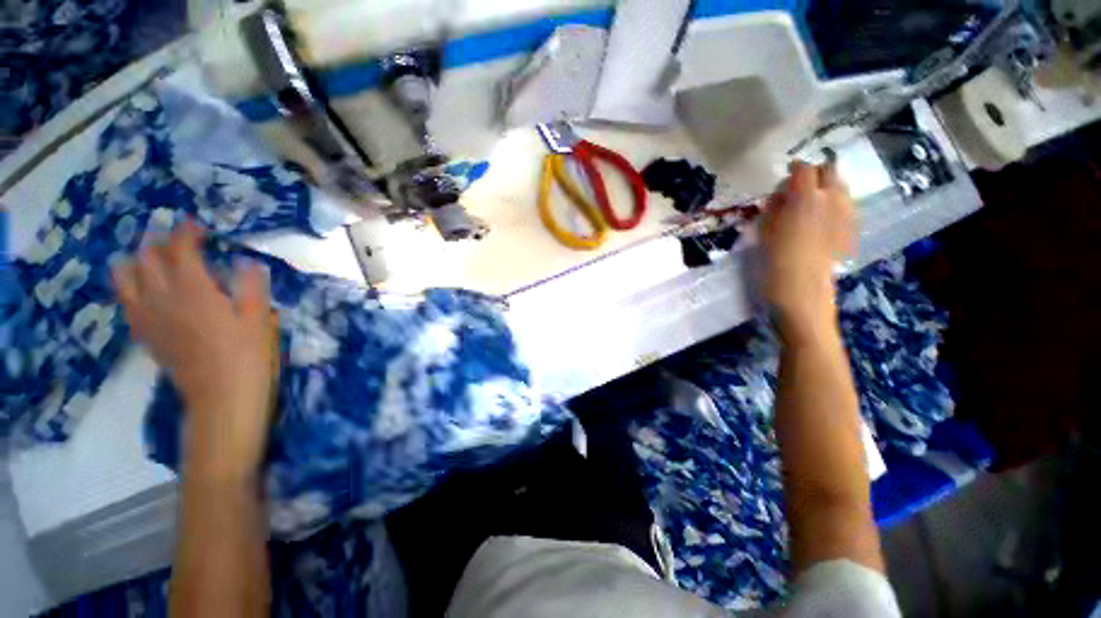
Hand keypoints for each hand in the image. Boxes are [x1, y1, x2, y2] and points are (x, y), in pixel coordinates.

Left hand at [113, 220, 277, 481]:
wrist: (220, 396)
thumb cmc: (247, 355)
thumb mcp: (259, 318)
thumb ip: (251, 286)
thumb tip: (245, 263)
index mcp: (194, 289)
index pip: (180, 249)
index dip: (187, 232)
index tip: (196, 225)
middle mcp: (162, 296)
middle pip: (147, 257)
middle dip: (160, 242)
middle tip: (178, 240)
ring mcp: (147, 315)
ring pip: (125, 275)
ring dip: (137, 261)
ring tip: (154, 260)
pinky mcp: (144, 333)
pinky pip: (126, 300)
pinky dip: (132, 286)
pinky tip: (147, 290)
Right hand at [761, 160, 854, 337]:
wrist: (802, 298)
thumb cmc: (774, 267)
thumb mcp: (764, 235)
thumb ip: (773, 210)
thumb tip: (781, 196)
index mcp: (806, 200)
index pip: (804, 170)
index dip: (795, 169)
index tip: (786, 174)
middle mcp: (831, 202)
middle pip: (830, 172)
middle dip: (815, 174)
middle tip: (797, 188)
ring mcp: (845, 217)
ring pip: (841, 188)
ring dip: (826, 188)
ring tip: (809, 204)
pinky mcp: (850, 233)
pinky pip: (846, 207)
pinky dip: (834, 205)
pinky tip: (821, 221)